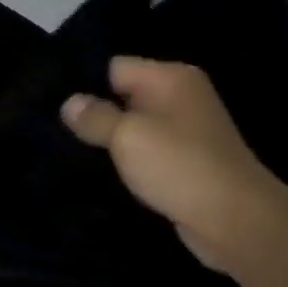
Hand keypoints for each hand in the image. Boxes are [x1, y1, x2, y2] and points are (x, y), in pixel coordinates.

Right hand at [62, 58, 278, 272]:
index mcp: (171, 78)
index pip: (116, 67)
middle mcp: (181, 97)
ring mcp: (186, 131)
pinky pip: (147, 153)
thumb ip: (95, 117)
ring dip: (110, 142)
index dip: (86, 84)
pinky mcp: (186, 162)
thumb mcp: (128, 136)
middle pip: (125, 96)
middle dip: (95, 113)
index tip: (54, 105)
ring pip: (135, 127)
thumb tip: (68, 102)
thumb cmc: (179, 166)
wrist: (233, 219)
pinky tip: (104, 174)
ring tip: (73, 153)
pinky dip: (129, 162)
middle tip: (56, 132)